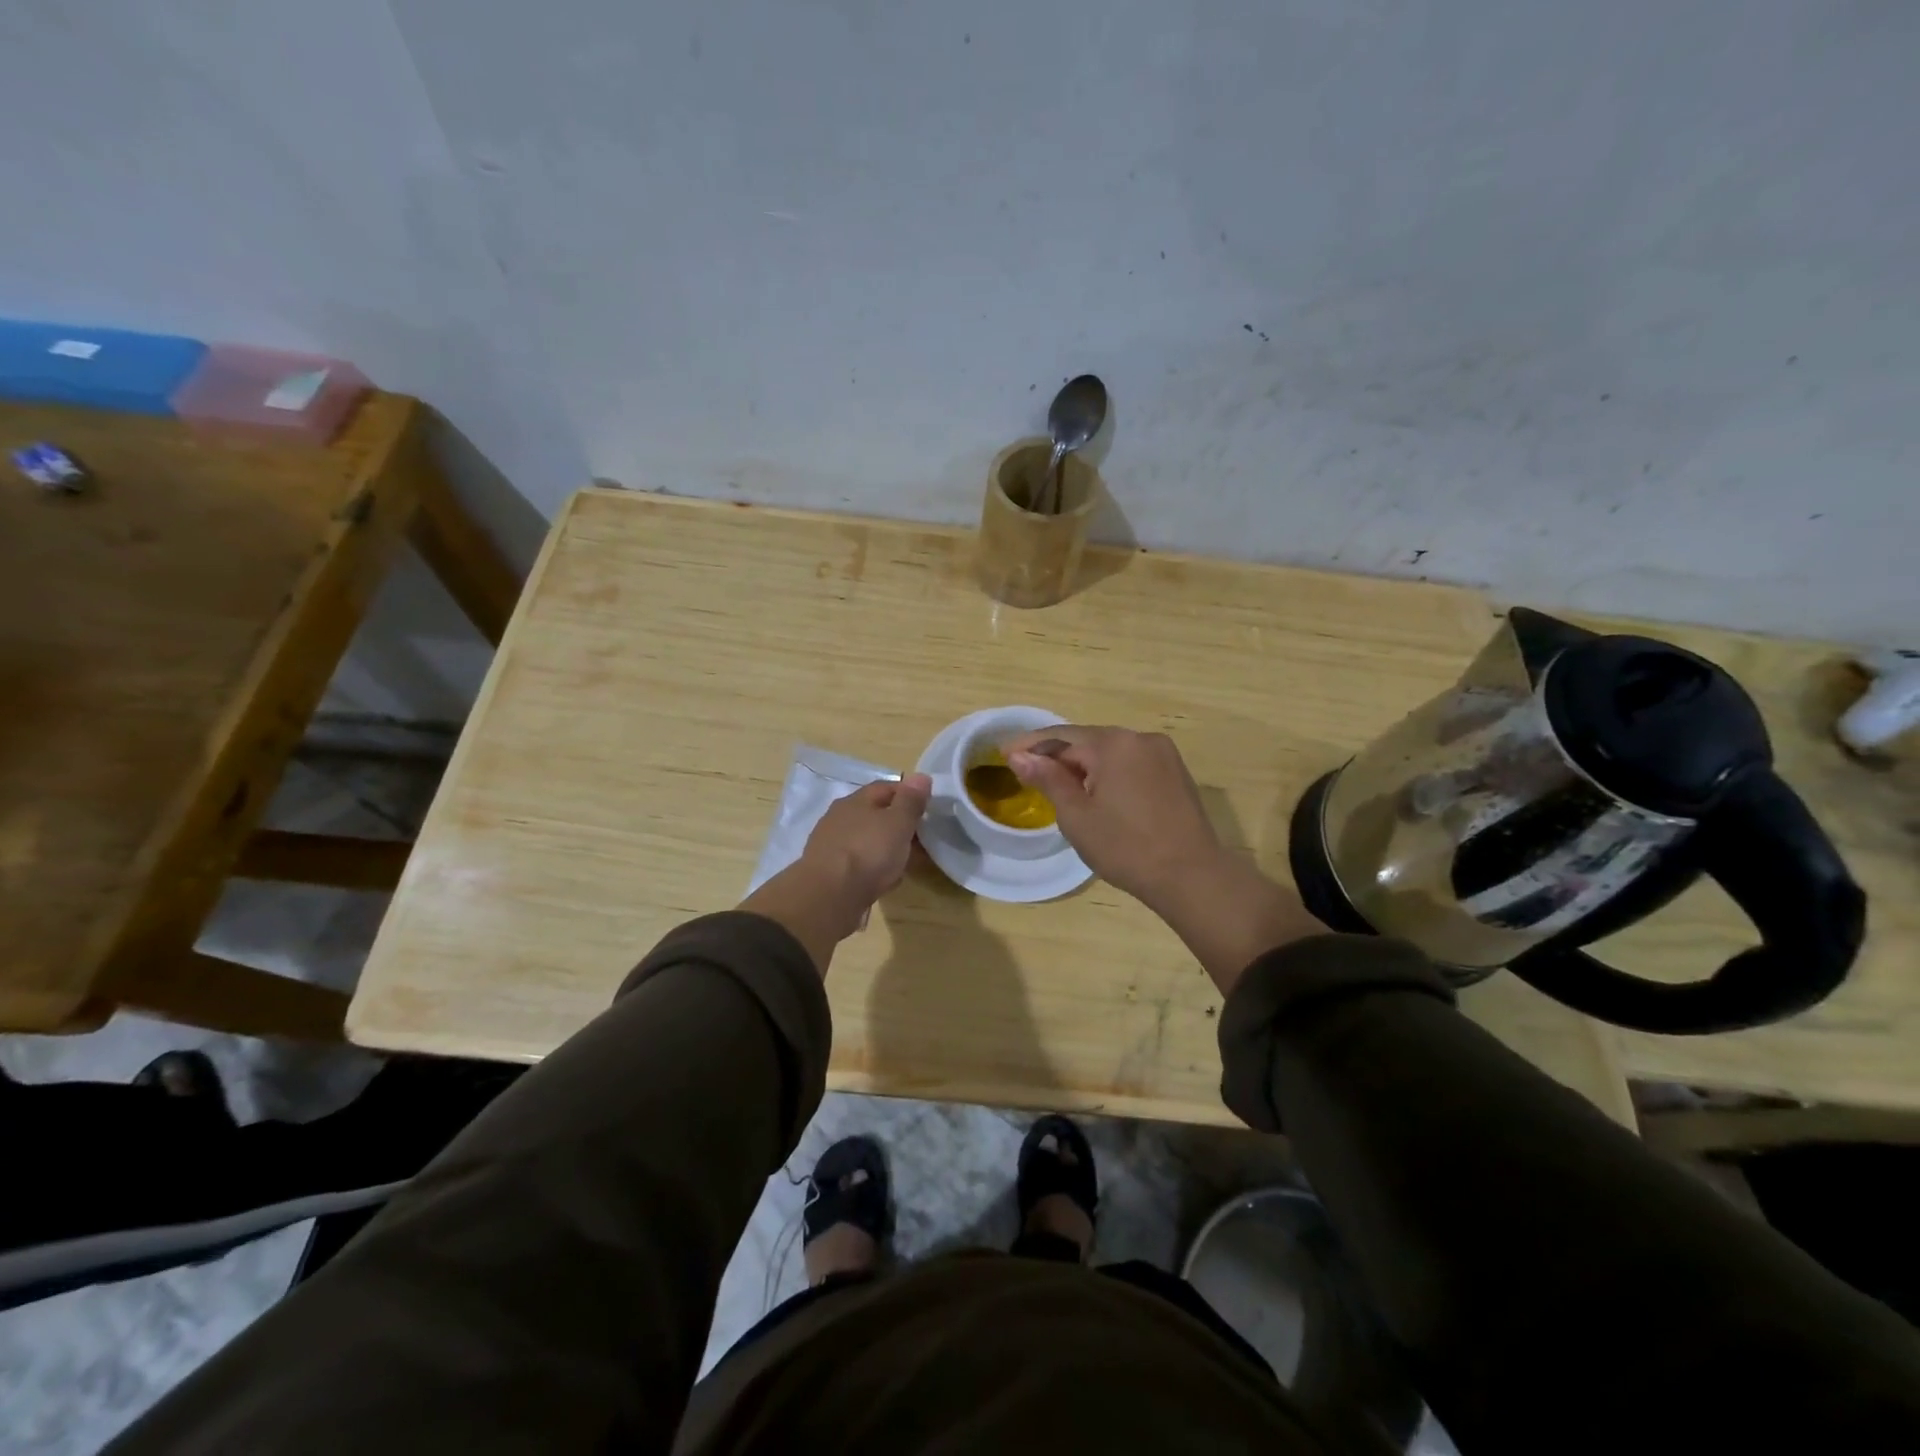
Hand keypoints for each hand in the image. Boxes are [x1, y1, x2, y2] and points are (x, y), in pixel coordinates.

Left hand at [800, 774, 932, 917]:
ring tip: (905, 861)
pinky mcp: (829, 873)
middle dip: (897, 824)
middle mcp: (839, 818)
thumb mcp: (898, 822)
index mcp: (855, 801)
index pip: (885, 788)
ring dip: (885, 847)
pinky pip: (858, 864)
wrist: (829, 897)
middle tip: (920, 838)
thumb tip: (921, 776)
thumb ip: (910, 800)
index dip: (908, 795)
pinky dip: (873, 868)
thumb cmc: (868, 852)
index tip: (927, 808)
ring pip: (866, 840)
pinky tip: (885, 880)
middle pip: (874, 814)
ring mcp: (831, 846)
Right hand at [1004, 727, 1320, 992]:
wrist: (1192, 876)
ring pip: (1110, 752)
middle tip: (1025, 771)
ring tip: (1056, 784)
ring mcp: (1162, 754)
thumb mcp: (1077, 815)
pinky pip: (1130, 763)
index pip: (1061, 736)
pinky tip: (1095, 791)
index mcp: (1113, 743)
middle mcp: (1140, 738)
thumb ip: (1047, 779)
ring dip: (1082, 764)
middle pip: (1086, 740)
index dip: (1029, 744)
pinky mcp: (1175, 772)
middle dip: (1055, 754)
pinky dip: (1107, 772)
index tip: (1003, 753)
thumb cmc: (1126, 847)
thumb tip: (1020, 756)